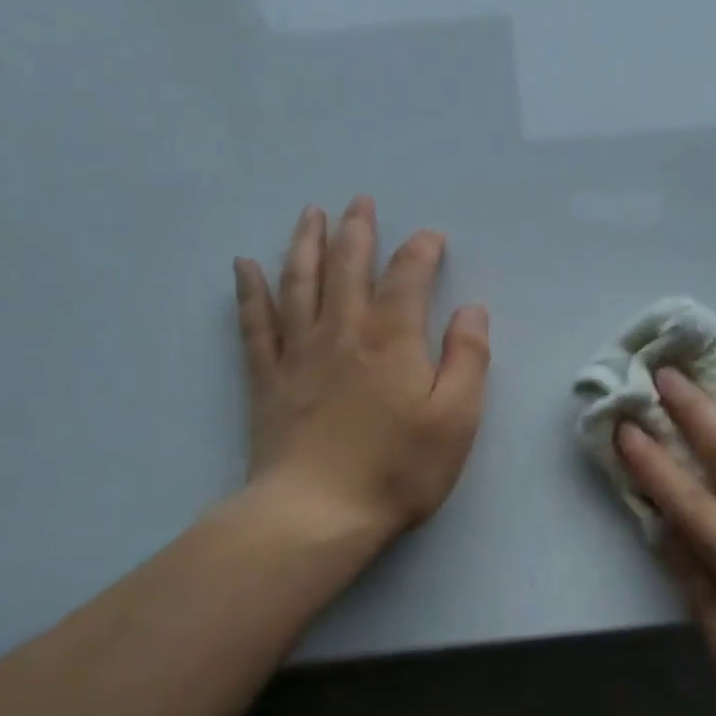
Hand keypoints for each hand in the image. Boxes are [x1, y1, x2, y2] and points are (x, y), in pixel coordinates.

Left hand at [233, 196, 489, 547]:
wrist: (316, 514)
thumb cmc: (398, 468)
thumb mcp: (457, 418)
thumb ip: (468, 357)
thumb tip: (472, 309)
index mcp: (392, 338)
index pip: (408, 276)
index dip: (422, 250)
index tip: (432, 237)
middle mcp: (342, 331)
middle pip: (347, 266)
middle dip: (357, 230)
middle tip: (360, 201)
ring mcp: (299, 353)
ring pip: (299, 282)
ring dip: (306, 243)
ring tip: (310, 214)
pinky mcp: (267, 380)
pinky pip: (254, 323)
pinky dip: (249, 291)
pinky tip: (243, 267)